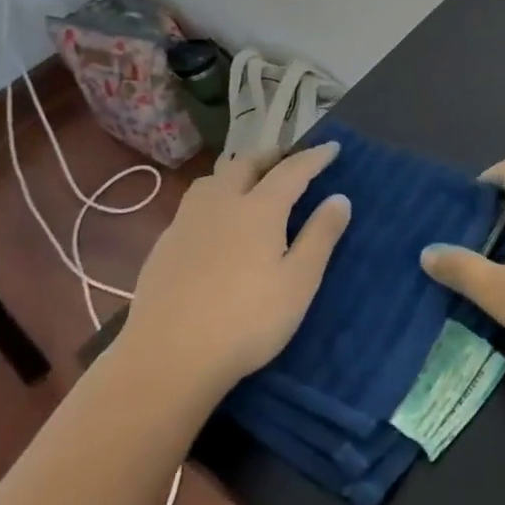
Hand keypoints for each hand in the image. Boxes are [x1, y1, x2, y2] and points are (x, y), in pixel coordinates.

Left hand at [118, 142, 351, 400]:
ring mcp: (187, 221)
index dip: (314, 157)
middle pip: (247, 163)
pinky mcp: (164, 243)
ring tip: (250, 180)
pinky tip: (215, 220)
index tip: (332, 147)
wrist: (167, 357)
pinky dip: (215, 196)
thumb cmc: (245, 321)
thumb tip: (339, 198)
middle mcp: (222, 202)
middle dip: (272, 156)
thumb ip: (320, 237)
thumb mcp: (298, 283)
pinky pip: (194, 202)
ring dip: (238, 170)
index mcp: (259, 208)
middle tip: (290, 159)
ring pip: (214, 178)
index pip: (292, 170)